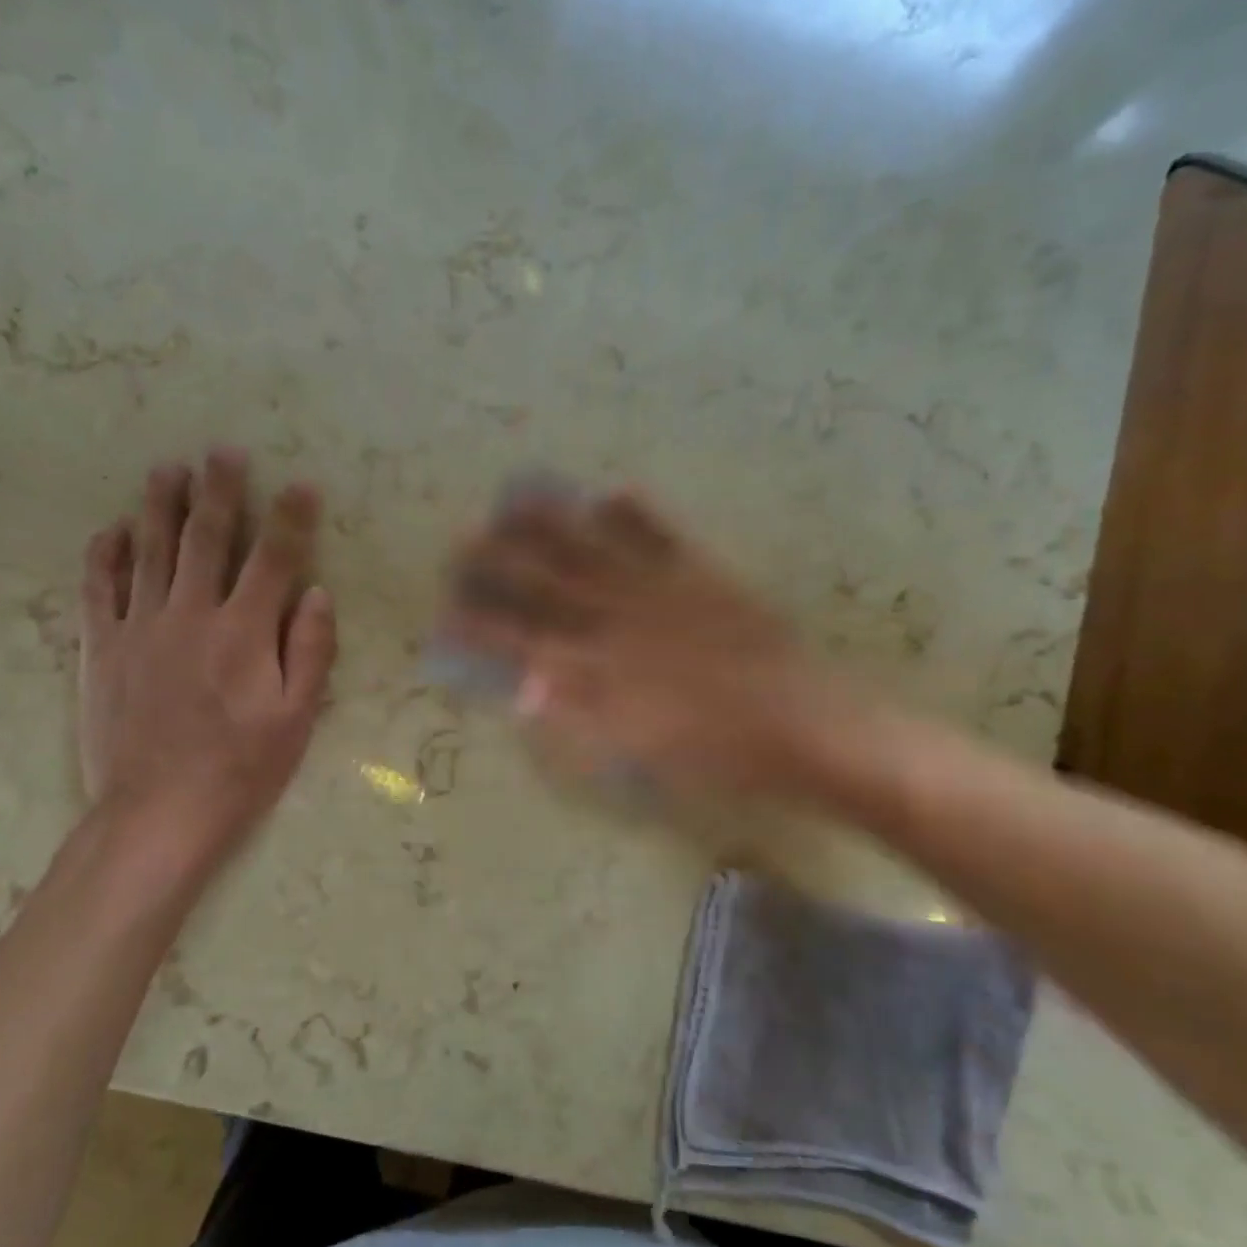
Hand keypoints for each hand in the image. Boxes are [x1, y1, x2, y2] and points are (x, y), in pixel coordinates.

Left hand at [79, 450, 335, 882]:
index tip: (300, 484)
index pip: (273, 559)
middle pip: (206, 539)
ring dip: (160, 506)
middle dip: (219, 491)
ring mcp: (140, 628)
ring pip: (150, 551)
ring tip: (167, 469)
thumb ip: (310, 651)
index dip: (290, 518)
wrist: (157, 812)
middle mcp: (191, 615)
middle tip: (222, 451)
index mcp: (245, 633)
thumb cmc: (241, 769)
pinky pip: (99, 589)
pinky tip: (111, 529)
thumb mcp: (296, 719)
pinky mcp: (102, 649)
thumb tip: (317, 593)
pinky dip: (105, 555)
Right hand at [446, 489, 854, 800]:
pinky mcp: (704, 577)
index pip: (524, 641)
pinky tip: (610, 490)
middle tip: (462, 539)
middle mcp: (621, 620)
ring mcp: (662, 591)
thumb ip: (578, 717)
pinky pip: (663, 537)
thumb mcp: (639, 752)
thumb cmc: (718, 755)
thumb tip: (524, 687)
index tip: (446, 610)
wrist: (801, 724)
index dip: (482, 626)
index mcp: (602, 668)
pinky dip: (636, 513)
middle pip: (548, 585)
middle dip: (500, 564)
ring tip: (516, 498)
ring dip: (552, 525)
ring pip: (594, 550)